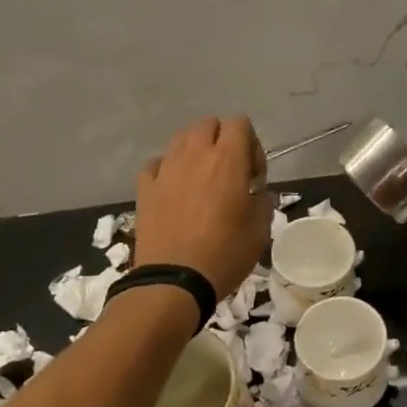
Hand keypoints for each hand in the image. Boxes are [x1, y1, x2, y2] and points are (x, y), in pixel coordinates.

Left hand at [134, 116, 270, 299]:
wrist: (174, 282)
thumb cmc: (225, 254)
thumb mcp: (260, 229)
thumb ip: (261, 200)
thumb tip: (254, 191)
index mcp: (227, 160)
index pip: (240, 123)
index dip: (251, 144)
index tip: (252, 176)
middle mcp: (195, 155)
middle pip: (208, 124)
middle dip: (222, 140)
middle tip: (228, 173)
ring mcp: (166, 170)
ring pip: (180, 139)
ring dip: (194, 151)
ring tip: (200, 180)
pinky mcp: (145, 188)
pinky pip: (156, 164)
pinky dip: (167, 170)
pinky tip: (173, 191)